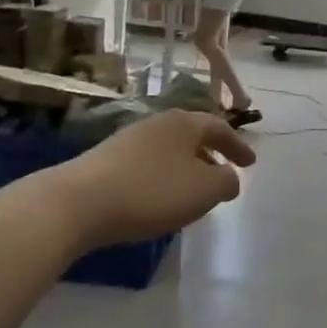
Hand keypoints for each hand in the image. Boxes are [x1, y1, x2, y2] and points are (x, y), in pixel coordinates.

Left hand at [40, 111, 254, 252]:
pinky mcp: (104, 162)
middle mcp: (157, 124)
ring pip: (167, 151)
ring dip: (185, 168)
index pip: (219, 128)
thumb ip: (227, 181)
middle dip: (210, 155)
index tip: (251, 164)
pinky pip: (146, 165)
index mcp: (184, 123)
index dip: (238, 146)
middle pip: (191, 136)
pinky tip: (157, 200)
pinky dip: (161, 178)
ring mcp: (127, 140)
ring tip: (191, 192)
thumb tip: (229, 178)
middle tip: (222, 175)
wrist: (75, 204)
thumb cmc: (151, 192)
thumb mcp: (204, 190)